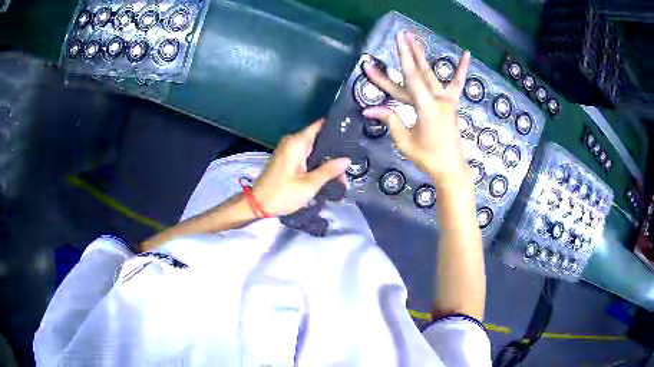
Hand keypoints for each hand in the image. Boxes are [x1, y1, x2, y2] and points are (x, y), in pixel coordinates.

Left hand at [252, 120, 350, 216]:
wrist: (257, 204)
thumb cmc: (282, 194)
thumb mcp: (309, 185)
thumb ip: (328, 170)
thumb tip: (347, 159)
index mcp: (297, 142)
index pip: (319, 125)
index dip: (336, 127)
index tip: (353, 133)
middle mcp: (292, 141)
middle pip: (318, 137)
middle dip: (335, 147)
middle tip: (354, 156)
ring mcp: (288, 150)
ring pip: (313, 148)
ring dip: (327, 158)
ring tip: (345, 168)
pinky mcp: (287, 159)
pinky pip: (306, 155)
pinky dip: (317, 162)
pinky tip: (330, 172)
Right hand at [362, 31, 470, 185]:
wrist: (451, 168)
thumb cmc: (427, 157)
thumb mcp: (404, 141)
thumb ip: (390, 120)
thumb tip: (368, 109)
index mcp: (426, 108)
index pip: (411, 79)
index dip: (402, 59)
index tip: (396, 41)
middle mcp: (438, 100)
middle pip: (421, 71)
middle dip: (410, 51)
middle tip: (402, 34)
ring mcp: (447, 101)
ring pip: (433, 74)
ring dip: (423, 56)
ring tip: (416, 39)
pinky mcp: (452, 104)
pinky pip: (457, 84)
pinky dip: (461, 69)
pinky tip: (467, 55)